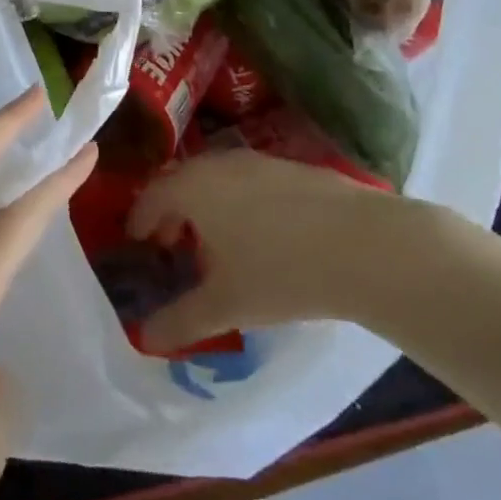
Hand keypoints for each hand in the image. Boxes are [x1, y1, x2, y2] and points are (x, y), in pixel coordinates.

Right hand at [126, 148, 403, 350]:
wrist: (362, 244)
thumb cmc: (279, 272)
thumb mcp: (225, 305)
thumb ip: (180, 321)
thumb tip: (144, 338)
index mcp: (193, 188)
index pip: (152, 195)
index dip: (140, 219)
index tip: (137, 241)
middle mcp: (219, 164)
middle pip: (182, 181)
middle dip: (171, 210)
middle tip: (170, 242)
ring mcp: (258, 161)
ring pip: (217, 178)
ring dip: (206, 205)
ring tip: (214, 242)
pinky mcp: (291, 166)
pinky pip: (247, 180)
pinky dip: (238, 200)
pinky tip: (259, 233)